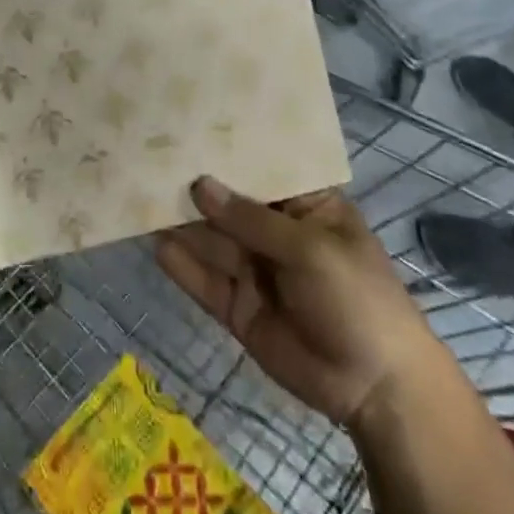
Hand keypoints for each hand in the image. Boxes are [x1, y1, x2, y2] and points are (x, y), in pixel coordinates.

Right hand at [156, 177, 445, 432]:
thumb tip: (199, 185)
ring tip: (138, 194)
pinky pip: (205, 280)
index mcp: (304, 206)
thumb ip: (250, 219)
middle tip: (148, 158)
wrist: (375, 389)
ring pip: (210, 240)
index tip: (187, 124)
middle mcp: (275, 232)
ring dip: (179, 222)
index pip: (261, 169)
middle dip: (193, 185)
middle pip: (227, 203)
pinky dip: (181, 265)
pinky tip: (153, 244)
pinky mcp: (238, 307)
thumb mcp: (310, 250)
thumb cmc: (357, 299)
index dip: (228, 150)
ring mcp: (255, 270)